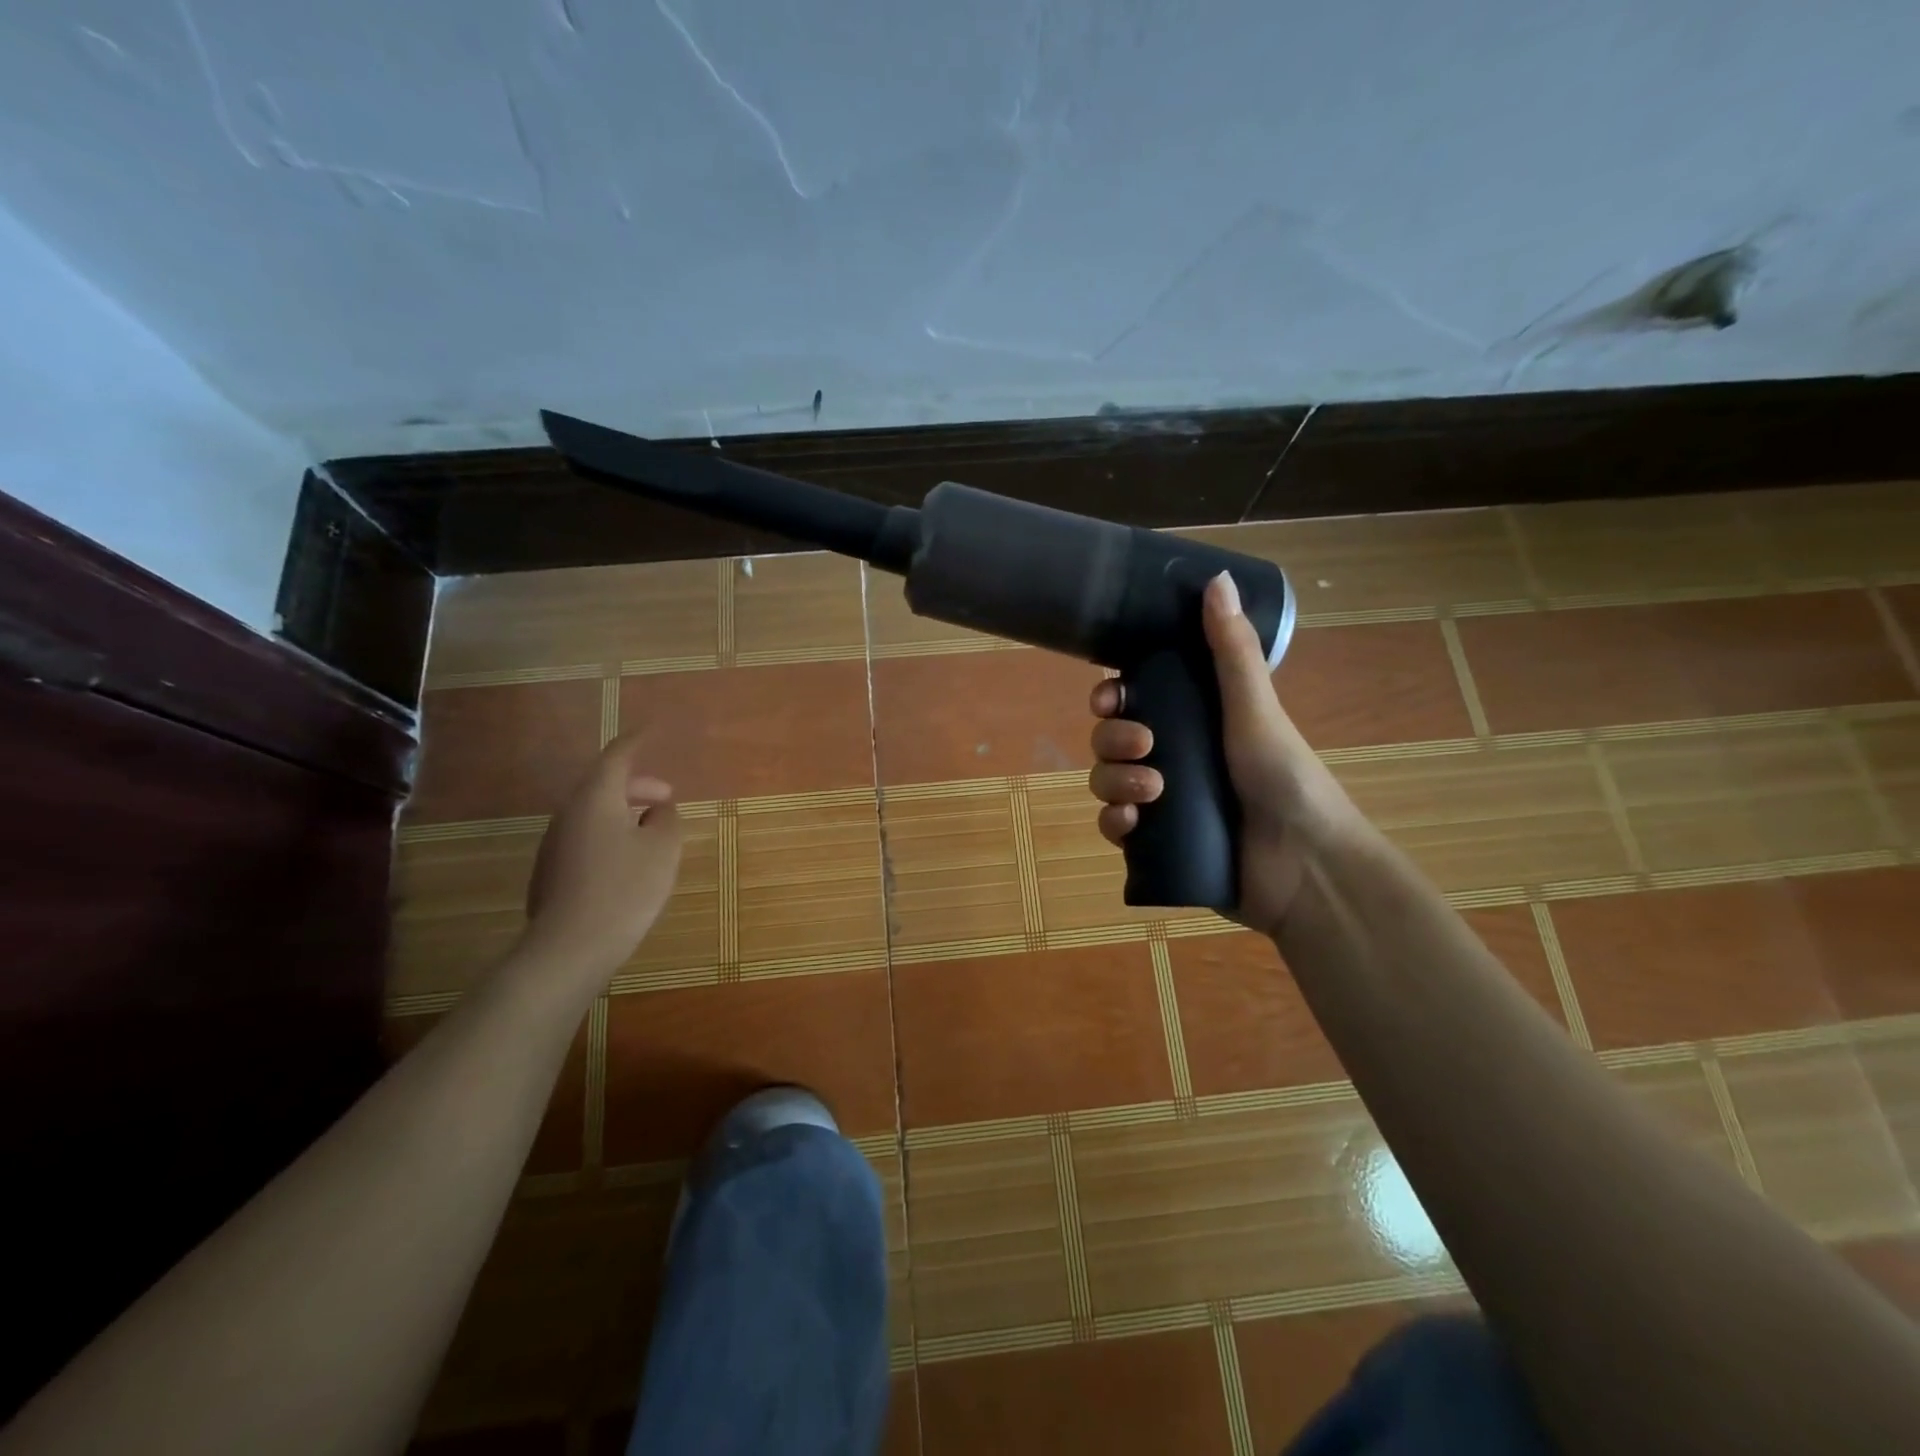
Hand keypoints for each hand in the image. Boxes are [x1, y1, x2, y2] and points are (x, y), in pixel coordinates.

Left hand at [518, 734, 683, 992]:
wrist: (570, 948)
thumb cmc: (625, 889)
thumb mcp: (663, 849)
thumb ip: (666, 820)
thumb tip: (659, 809)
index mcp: (596, 799)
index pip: (617, 757)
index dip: (638, 741)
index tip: (654, 729)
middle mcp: (569, 814)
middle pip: (603, 785)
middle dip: (637, 785)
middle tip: (667, 797)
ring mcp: (556, 844)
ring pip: (594, 813)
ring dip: (624, 812)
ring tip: (653, 829)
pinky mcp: (553, 871)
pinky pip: (587, 837)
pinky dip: (612, 834)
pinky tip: (630, 860)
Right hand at [1088, 571, 1347, 935]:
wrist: (1304, 865)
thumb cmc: (1285, 777)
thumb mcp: (1256, 709)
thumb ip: (1232, 650)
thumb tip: (1215, 578)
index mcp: (1193, 723)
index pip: (1134, 702)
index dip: (1112, 698)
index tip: (1109, 698)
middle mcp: (1172, 759)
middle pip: (1112, 741)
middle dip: (1113, 741)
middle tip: (1144, 747)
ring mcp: (1162, 803)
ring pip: (1108, 783)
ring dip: (1114, 782)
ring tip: (1151, 793)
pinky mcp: (1157, 845)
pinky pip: (1115, 828)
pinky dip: (1114, 823)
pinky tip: (1130, 824)